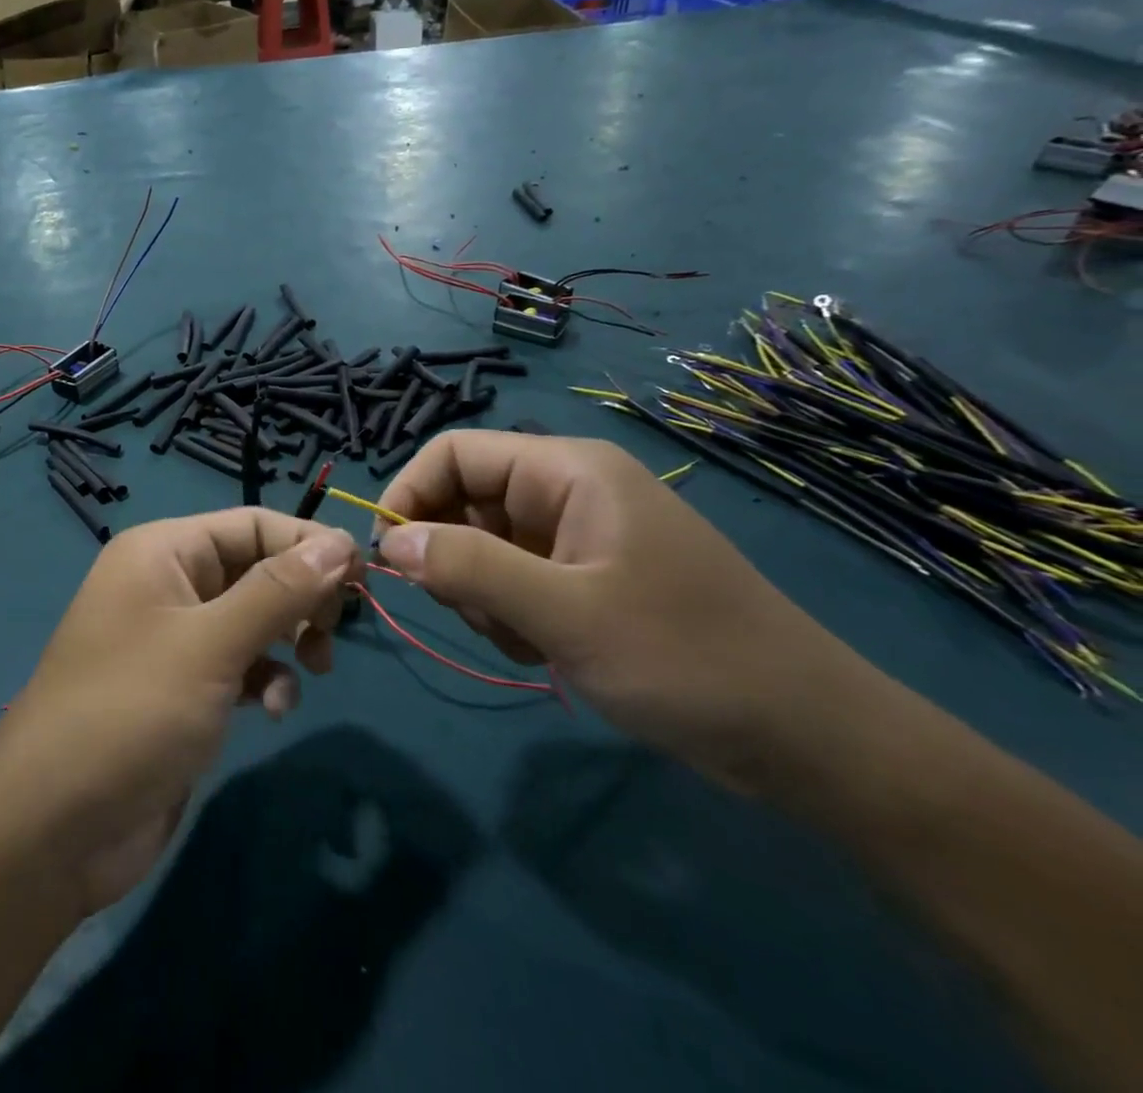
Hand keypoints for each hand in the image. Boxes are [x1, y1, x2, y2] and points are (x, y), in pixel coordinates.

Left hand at [0, 509, 359, 913]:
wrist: (55, 827)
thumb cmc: (132, 712)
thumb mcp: (211, 644)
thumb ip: (279, 591)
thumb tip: (340, 540)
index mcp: (162, 551)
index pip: (252, 524)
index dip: (308, 544)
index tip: (362, 580)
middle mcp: (167, 583)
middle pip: (255, 569)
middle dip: (300, 597)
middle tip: (331, 633)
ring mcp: (172, 638)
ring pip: (252, 618)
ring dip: (286, 641)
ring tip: (311, 671)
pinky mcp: (181, 688)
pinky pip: (238, 664)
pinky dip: (263, 680)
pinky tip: (270, 711)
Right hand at [374, 431, 888, 794]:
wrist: (806, 739)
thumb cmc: (687, 658)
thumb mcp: (566, 613)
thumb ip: (468, 568)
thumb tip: (386, 541)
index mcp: (567, 470)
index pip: (453, 452)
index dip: (409, 494)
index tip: (388, 556)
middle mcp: (566, 490)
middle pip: (463, 500)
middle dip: (451, 557)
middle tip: (478, 613)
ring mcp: (574, 536)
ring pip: (480, 545)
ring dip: (481, 594)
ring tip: (527, 638)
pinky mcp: (582, 577)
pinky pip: (511, 579)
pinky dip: (508, 614)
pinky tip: (545, 649)